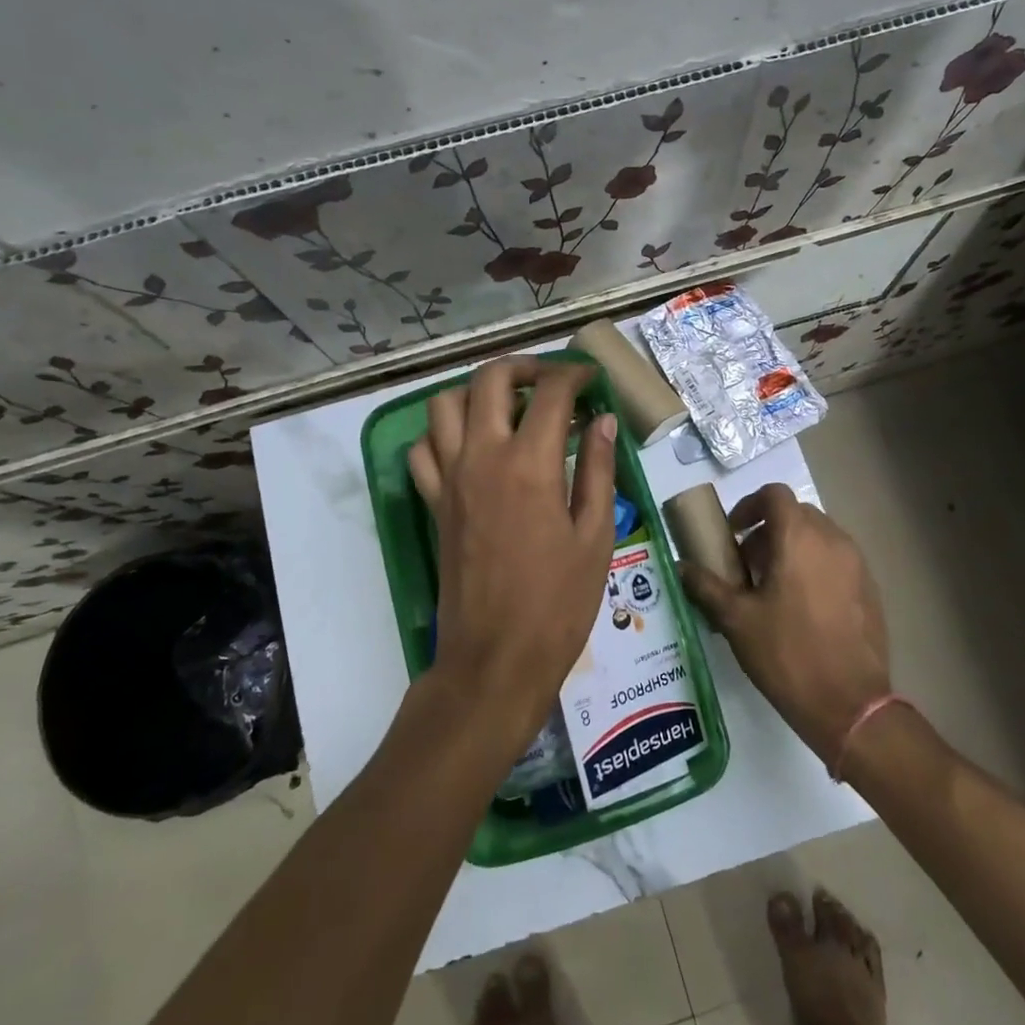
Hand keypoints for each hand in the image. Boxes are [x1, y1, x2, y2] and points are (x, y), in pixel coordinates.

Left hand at [407, 357, 616, 749]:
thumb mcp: (595, 536)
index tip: (592, 380)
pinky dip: (442, 433)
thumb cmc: (558, 603)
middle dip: (523, 367)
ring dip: (477, 392)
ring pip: (444, 404)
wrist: (496, 658)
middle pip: (489, 380)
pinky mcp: (434, 502)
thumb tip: (601, 421)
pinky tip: (471, 446)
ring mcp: (450, 478)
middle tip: (551, 381)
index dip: (576, 375)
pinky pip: (423, 449)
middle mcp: (482, 458)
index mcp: (530, 465)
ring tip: (509, 406)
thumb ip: (598, 470)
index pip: (551, 392)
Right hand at [680, 484, 890, 762]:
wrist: (850, 704)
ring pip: (819, 537)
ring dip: (792, 548)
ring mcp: (857, 564)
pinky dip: (815, 567)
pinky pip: (838, 561)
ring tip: (773, 588)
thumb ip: (706, 585)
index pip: (774, 494)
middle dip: (768, 530)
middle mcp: (833, 540)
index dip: (749, 506)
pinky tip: (802, 608)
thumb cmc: (786, 654)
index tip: (733, 534)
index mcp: (799, 538)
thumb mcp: (736, 620)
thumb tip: (681, 567)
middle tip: (748, 564)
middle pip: (797, 514)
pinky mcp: (870, 589)